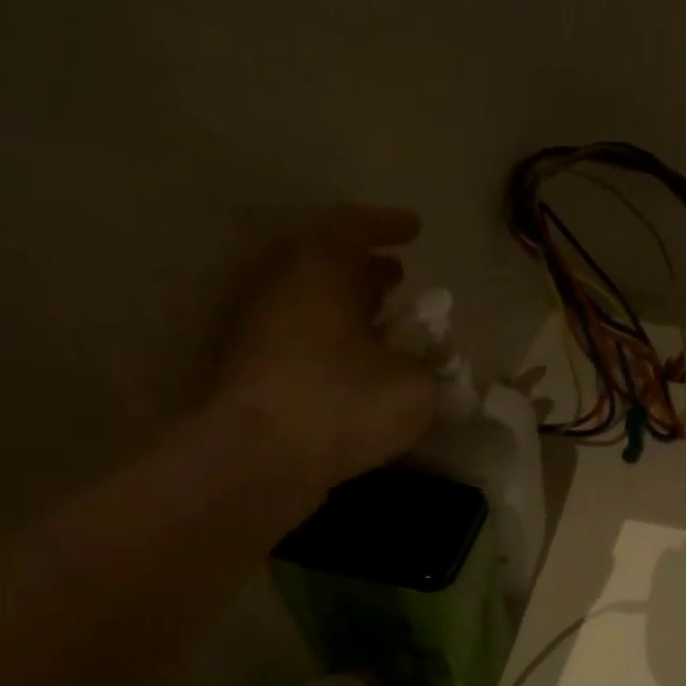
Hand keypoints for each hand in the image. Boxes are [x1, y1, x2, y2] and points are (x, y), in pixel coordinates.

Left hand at [212, 206, 436, 487]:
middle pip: (326, 264)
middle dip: (366, 268)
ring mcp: (262, 332)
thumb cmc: (342, 402)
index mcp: (321, 272)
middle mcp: (284, 290)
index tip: (416, 230)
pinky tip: (361, 369)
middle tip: (399, 276)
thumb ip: (430, 368)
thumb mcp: (414, 385)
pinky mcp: (254, 372)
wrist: (258, 460)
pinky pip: (303, 339)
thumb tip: (427, 368)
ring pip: (312, 304)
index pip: (352, 227)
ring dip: (350, 306)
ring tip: (386, 323)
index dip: (387, 224)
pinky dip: (335, 341)